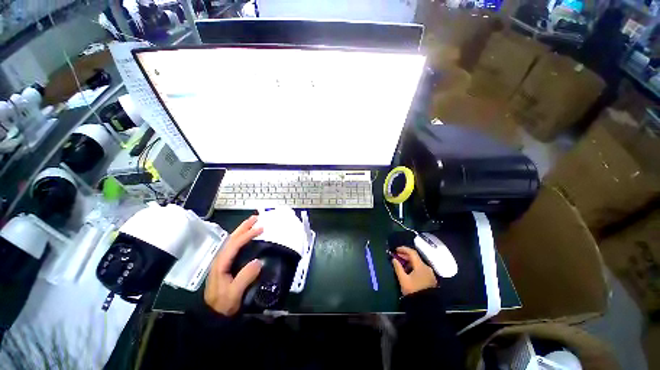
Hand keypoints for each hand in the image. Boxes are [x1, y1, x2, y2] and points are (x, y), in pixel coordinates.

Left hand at [204, 215, 263, 315]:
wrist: (214, 315)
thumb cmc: (223, 304)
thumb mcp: (234, 293)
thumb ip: (245, 277)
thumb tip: (258, 261)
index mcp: (221, 263)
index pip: (234, 244)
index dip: (247, 235)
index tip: (260, 229)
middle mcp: (220, 259)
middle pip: (231, 238)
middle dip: (243, 227)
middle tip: (256, 218)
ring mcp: (222, 261)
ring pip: (232, 241)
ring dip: (242, 230)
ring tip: (252, 222)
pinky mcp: (226, 265)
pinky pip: (234, 246)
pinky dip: (241, 238)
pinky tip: (246, 237)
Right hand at [391, 246, 437, 295]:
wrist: (426, 307)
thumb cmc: (413, 291)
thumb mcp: (403, 279)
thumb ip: (398, 268)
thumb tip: (394, 259)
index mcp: (420, 266)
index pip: (412, 253)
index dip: (403, 249)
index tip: (396, 249)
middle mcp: (427, 268)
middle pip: (416, 257)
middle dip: (405, 255)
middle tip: (397, 256)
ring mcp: (430, 274)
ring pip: (418, 263)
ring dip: (409, 261)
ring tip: (401, 263)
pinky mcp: (430, 279)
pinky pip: (421, 269)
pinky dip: (414, 266)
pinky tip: (408, 270)